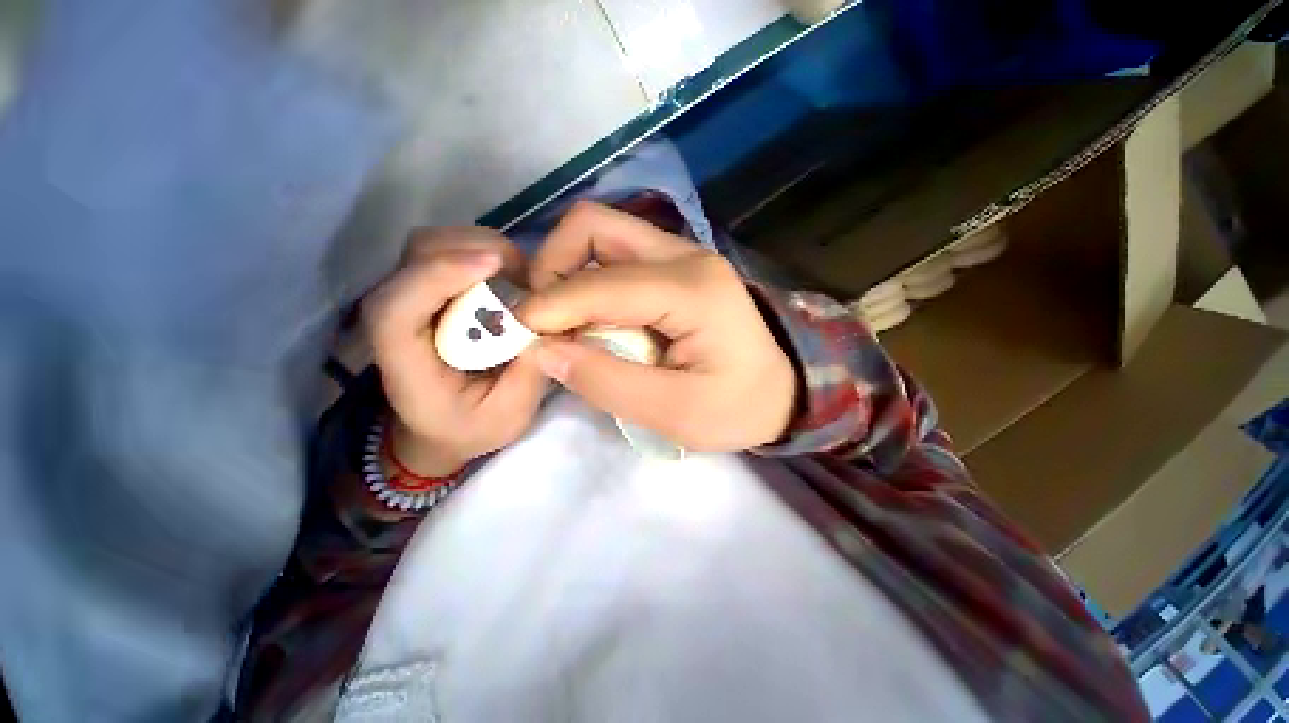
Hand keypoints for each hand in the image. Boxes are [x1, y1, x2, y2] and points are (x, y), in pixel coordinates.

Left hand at [364, 228, 548, 475]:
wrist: (441, 425)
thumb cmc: (470, 426)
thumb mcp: (508, 415)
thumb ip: (529, 376)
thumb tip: (554, 327)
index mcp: (404, 361)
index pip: (398, 307)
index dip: (439, 276)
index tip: (496, 266)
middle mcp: (396, 320)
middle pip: (415, 258)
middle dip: (472, 250)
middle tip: (526, 271)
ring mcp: (411, 299)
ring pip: (430, 245)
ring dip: (479, 245)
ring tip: (522, 272)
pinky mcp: (429, 291)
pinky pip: (447, 251)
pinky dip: (480, 250)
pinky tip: (511, 271)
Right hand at [519, 202, 798, 451]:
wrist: (781, 391)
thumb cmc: (737, 408)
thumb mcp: (675, 413)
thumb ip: (606, 381)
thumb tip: (542, 350)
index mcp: (692, 290)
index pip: (600, 283)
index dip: (549, 307)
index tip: (518, 337)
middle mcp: (686, 255)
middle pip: (594, 225)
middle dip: (552, 268)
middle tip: (544, 320)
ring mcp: (682, 255)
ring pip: (601, 234)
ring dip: (567, 270)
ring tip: (562, 319)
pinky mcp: (676, 267)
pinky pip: (615, 254)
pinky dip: (587, 278)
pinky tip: (588, 315)